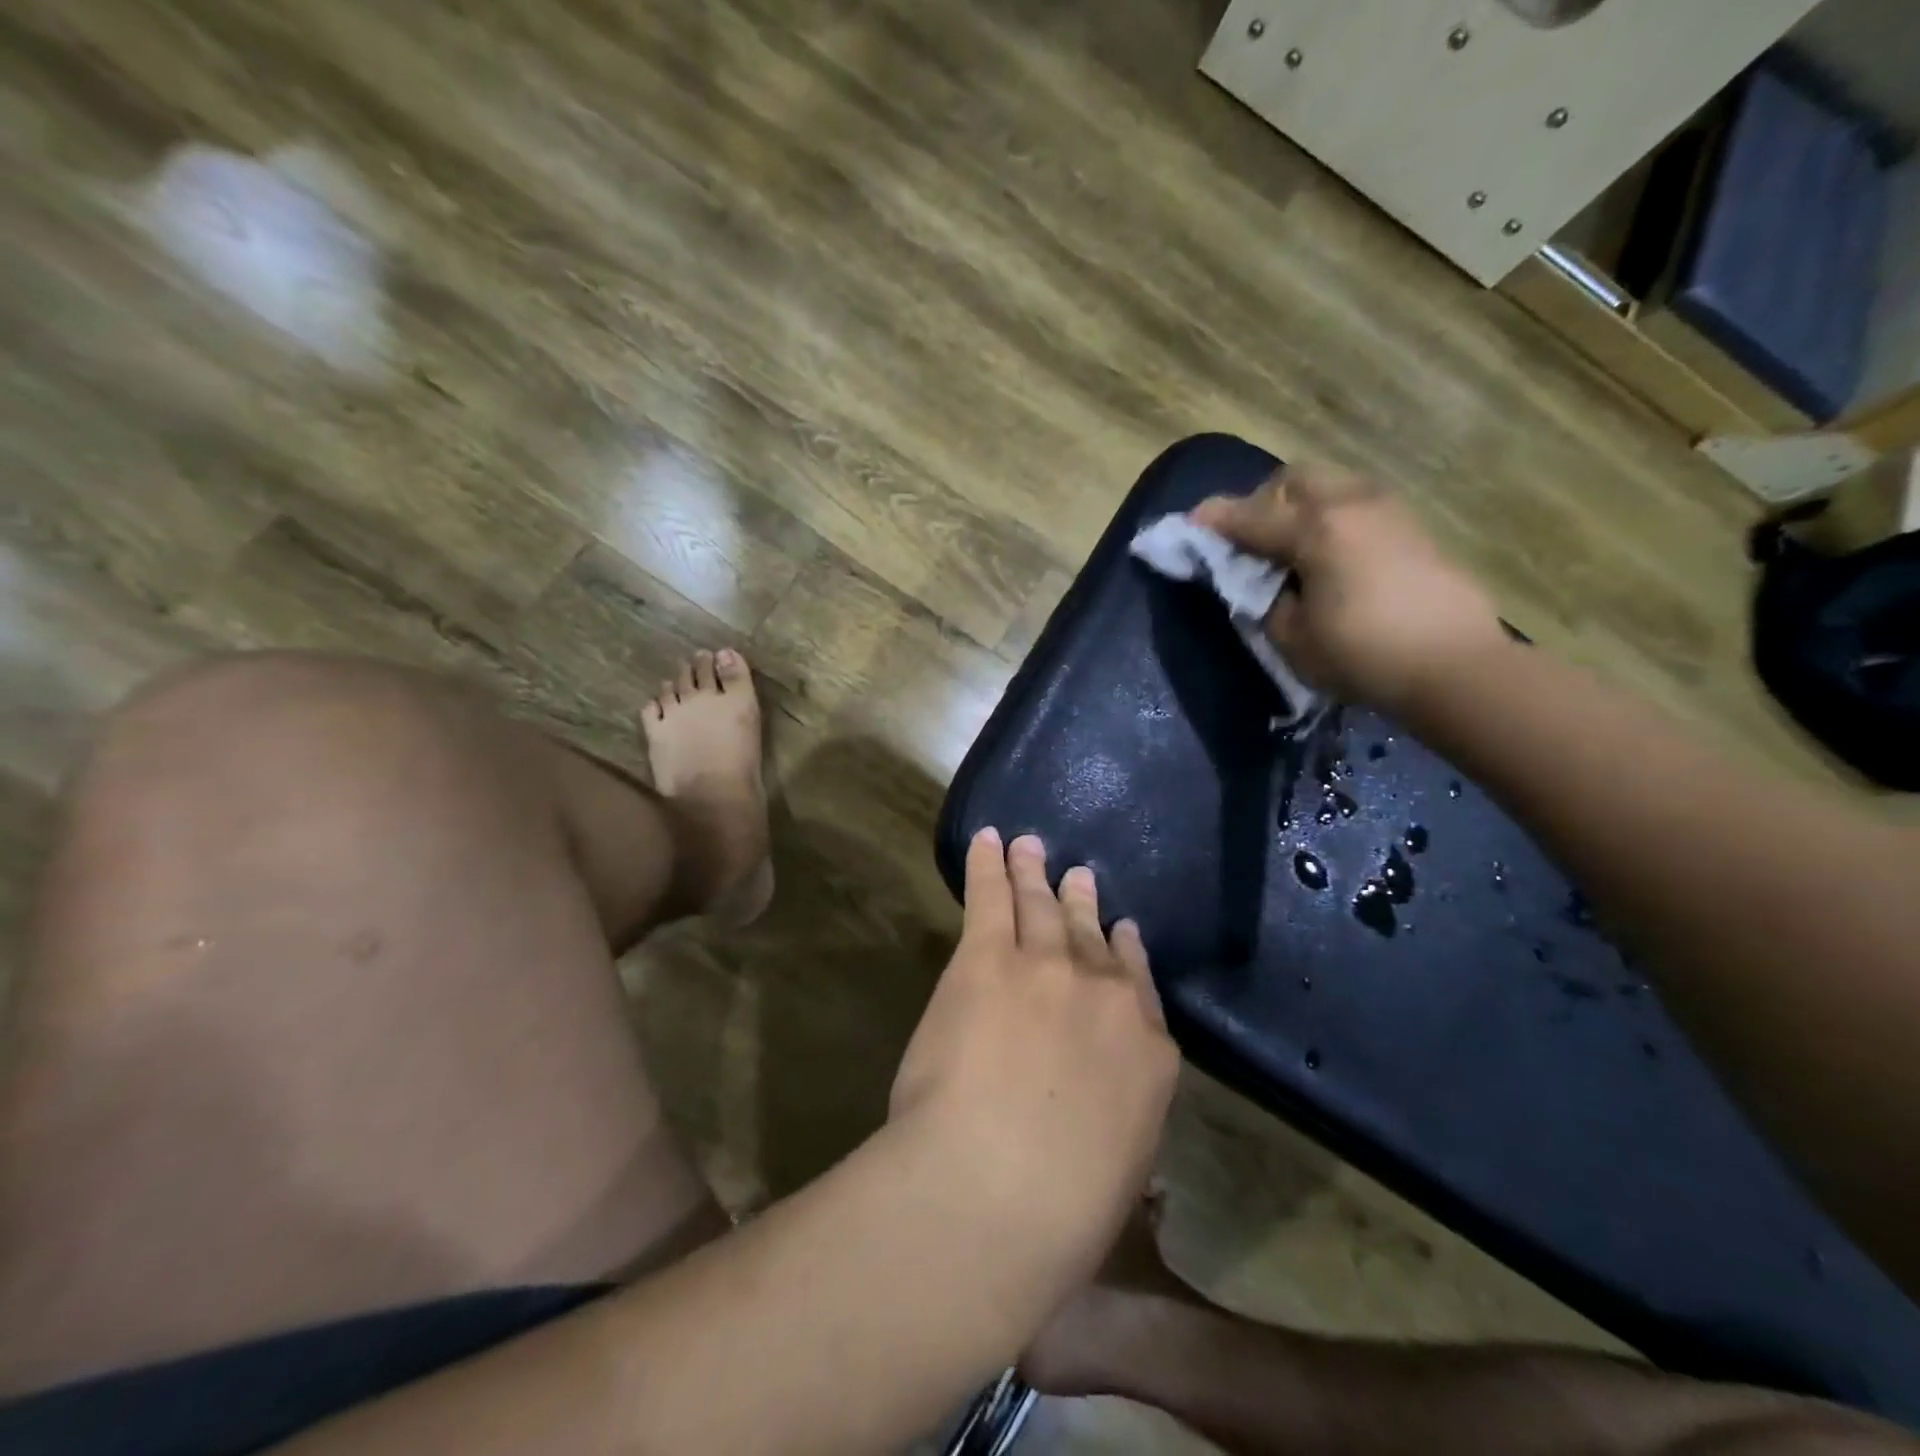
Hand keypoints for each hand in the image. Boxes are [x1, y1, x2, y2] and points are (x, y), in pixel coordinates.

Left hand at [891, 830, 1178, 1287]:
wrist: (1000, 1186)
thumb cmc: (1062, 1210)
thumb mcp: (1118, 1178)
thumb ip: (1121, 1133)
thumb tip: (1121, 1142)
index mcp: (1148, 1055)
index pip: (1140, 990)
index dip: (1128, 955)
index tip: (1122, 932)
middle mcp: (1107, 995)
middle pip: (1094, 938)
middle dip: (1085, 905)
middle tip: (1081, 877)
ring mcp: (1049, 966)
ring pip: (1044, 905)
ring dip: (1036, 872)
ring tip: (1032, 847)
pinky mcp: (989, 955)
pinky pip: (991, 895)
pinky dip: (989, 863)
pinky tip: (989, 840)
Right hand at [1192, 462, 1509, 713]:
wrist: (1455, 666)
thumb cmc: (1362, 656)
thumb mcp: (1292, 638)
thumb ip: (1265, 600)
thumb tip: (1264, 580)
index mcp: (1316, 529)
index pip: (1251, 516)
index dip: (1216, 520)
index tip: (1191, 522)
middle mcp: (1352, 504)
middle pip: (1294, 479)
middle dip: (1263, 501)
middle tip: (1250, 538)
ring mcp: (1389, 510)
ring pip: (1331, 485)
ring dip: (1300, 507)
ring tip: (1290, 548)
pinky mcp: (1413, 528)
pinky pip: (1357, 504)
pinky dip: (1331, 518)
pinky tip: (1329, 557)